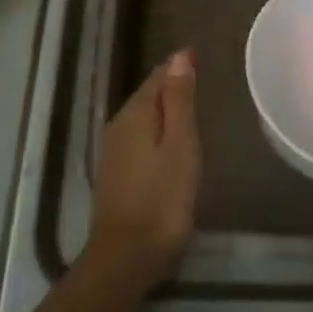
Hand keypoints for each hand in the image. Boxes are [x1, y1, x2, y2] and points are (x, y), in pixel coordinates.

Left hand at [84, 49, 200, 291]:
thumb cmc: (163, 198)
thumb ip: (179, 100)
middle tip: (198, 80)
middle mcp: (119, 124)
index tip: (200, 58)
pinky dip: (155, 131)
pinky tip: (168, 143)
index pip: (158, 76)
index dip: (179, 66)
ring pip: (141, 117)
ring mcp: (113, 150)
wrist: (126, 256)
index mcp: (136, 113)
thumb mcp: (181, 145)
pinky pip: (137, 137)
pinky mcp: (114, 173)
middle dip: (170, 85)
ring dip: (162, 109)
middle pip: (147, 95)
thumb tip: (179, 55)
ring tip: (189, 108)